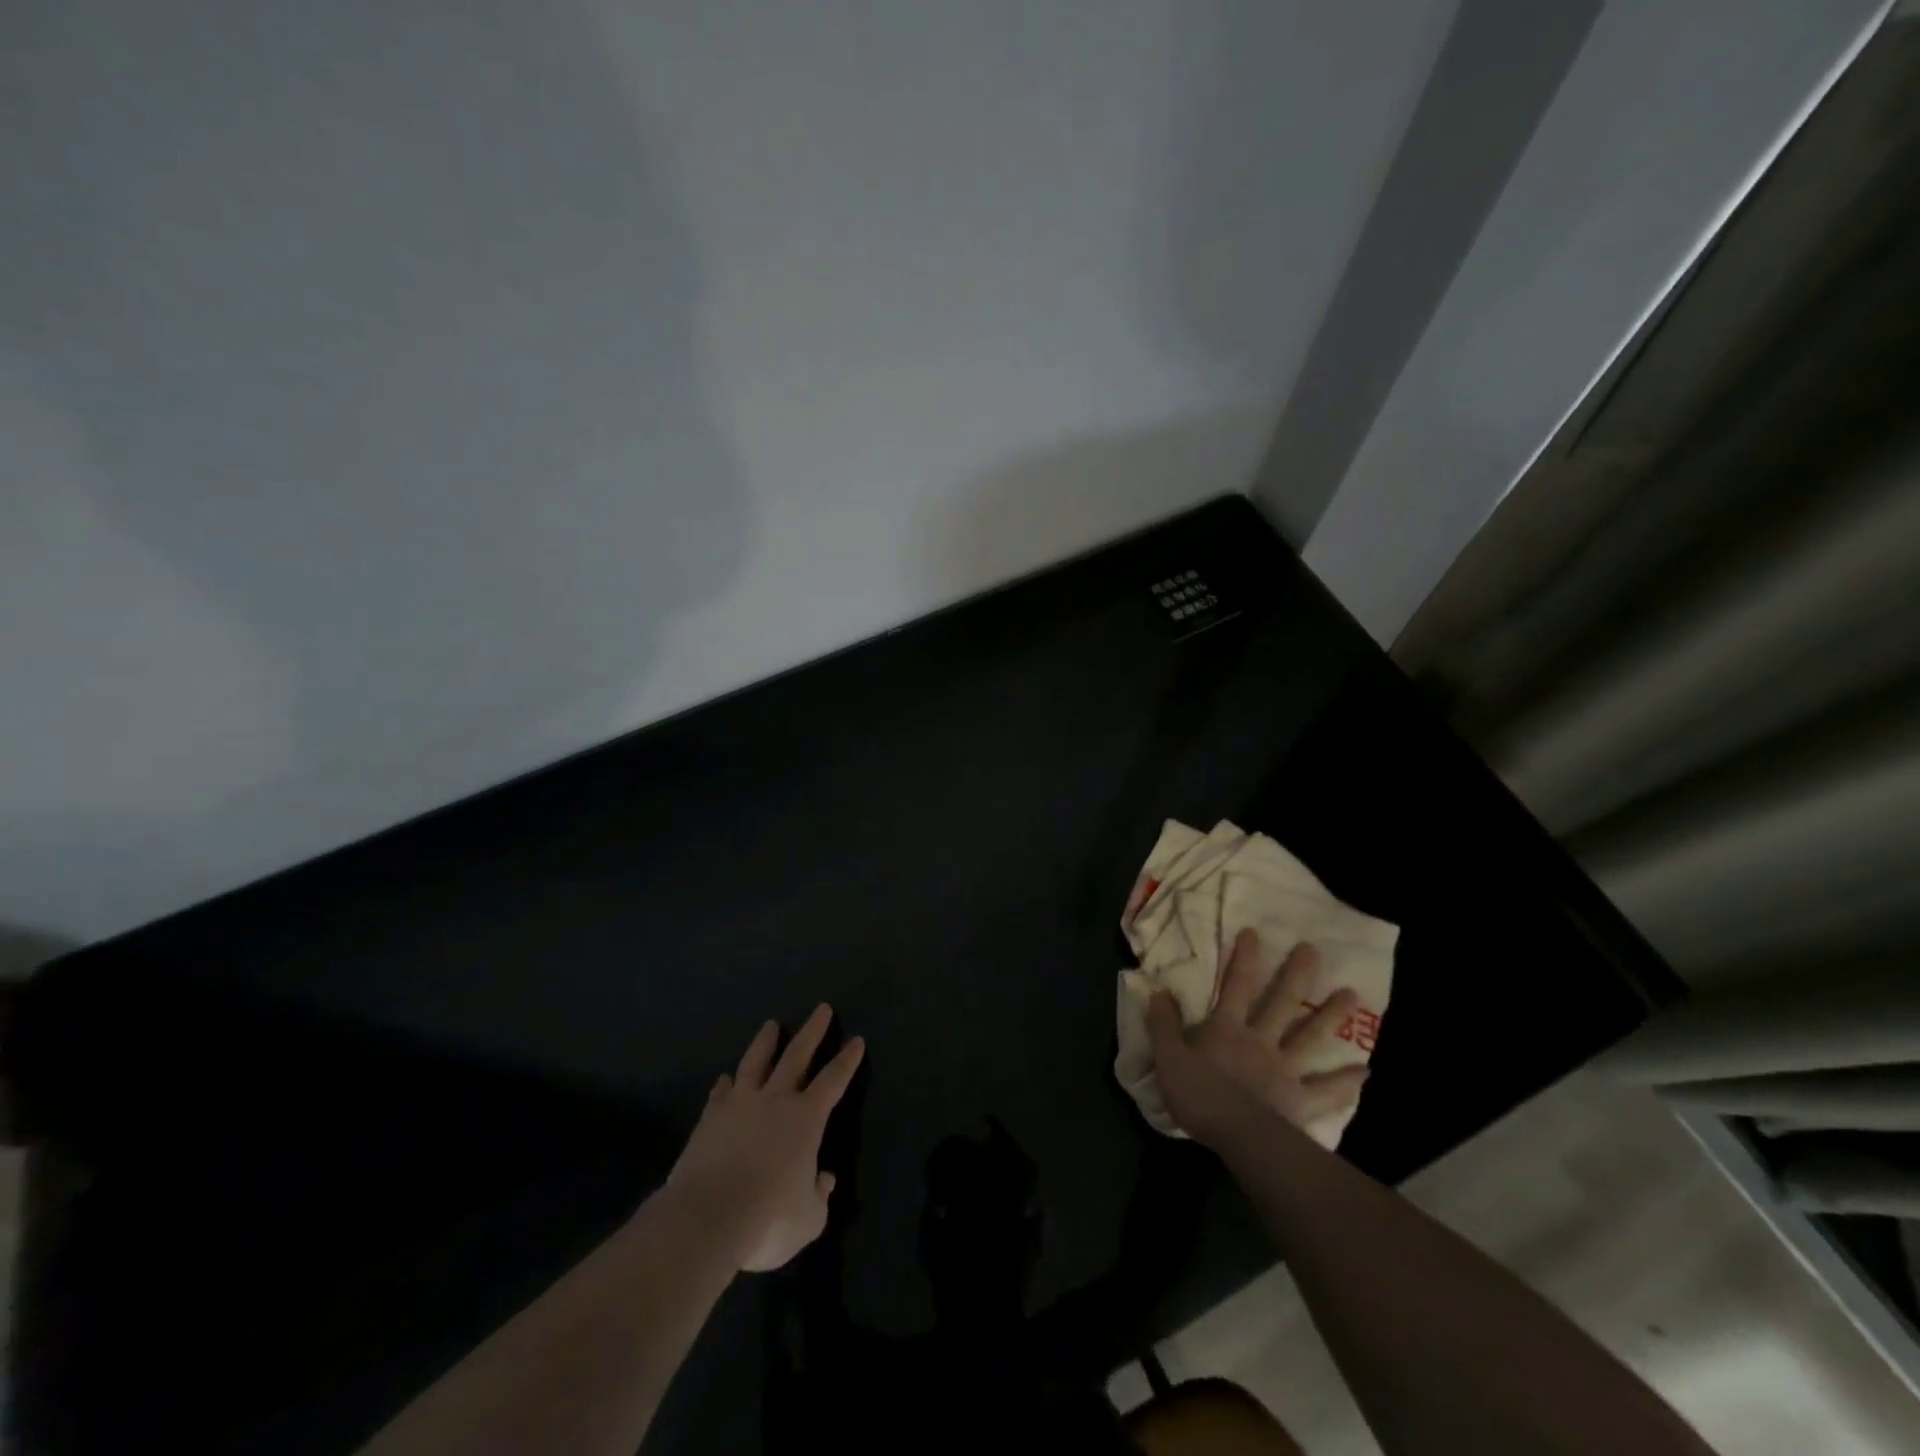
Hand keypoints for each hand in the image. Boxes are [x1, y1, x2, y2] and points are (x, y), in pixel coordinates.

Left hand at [667, 1005, 864, 1271]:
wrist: (706, 1218)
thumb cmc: (767, 1219)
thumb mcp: (808, 1219)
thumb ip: (819, 1196)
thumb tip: (824, 1180)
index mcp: (806, 1118)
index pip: (834, 1080)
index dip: (847, 1060)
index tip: (856, 1040)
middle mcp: (776, 1100)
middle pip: (797, 1055)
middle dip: (812, 1030)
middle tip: (821, 1008)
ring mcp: (739, 1104)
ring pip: (756, 1061)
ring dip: (766, 1042)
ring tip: (771, 1025)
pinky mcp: (709, 1118)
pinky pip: (721, 1092)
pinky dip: (725, 1084)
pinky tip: (725, 1079)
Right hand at [1147, 930, 1368, 1149]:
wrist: (1236, 1135)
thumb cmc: (1199, 1094)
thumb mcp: (1168, 1057)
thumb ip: (1163, 1024)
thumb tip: (1158, 991)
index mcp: (1227, 1029)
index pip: (1236, 986)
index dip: (1244, 959)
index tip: (1254, 933)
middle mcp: (1260, 1041)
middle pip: (1281, 1003)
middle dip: (1296, 975)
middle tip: (1313, 950)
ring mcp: (1284, 1069)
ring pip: (1310, 1037)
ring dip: (1330, 1015)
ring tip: (1351, 994)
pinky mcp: (1300, 1100)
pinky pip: (1327, 1089)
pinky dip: (1347, 1081)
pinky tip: (1366, 1071)